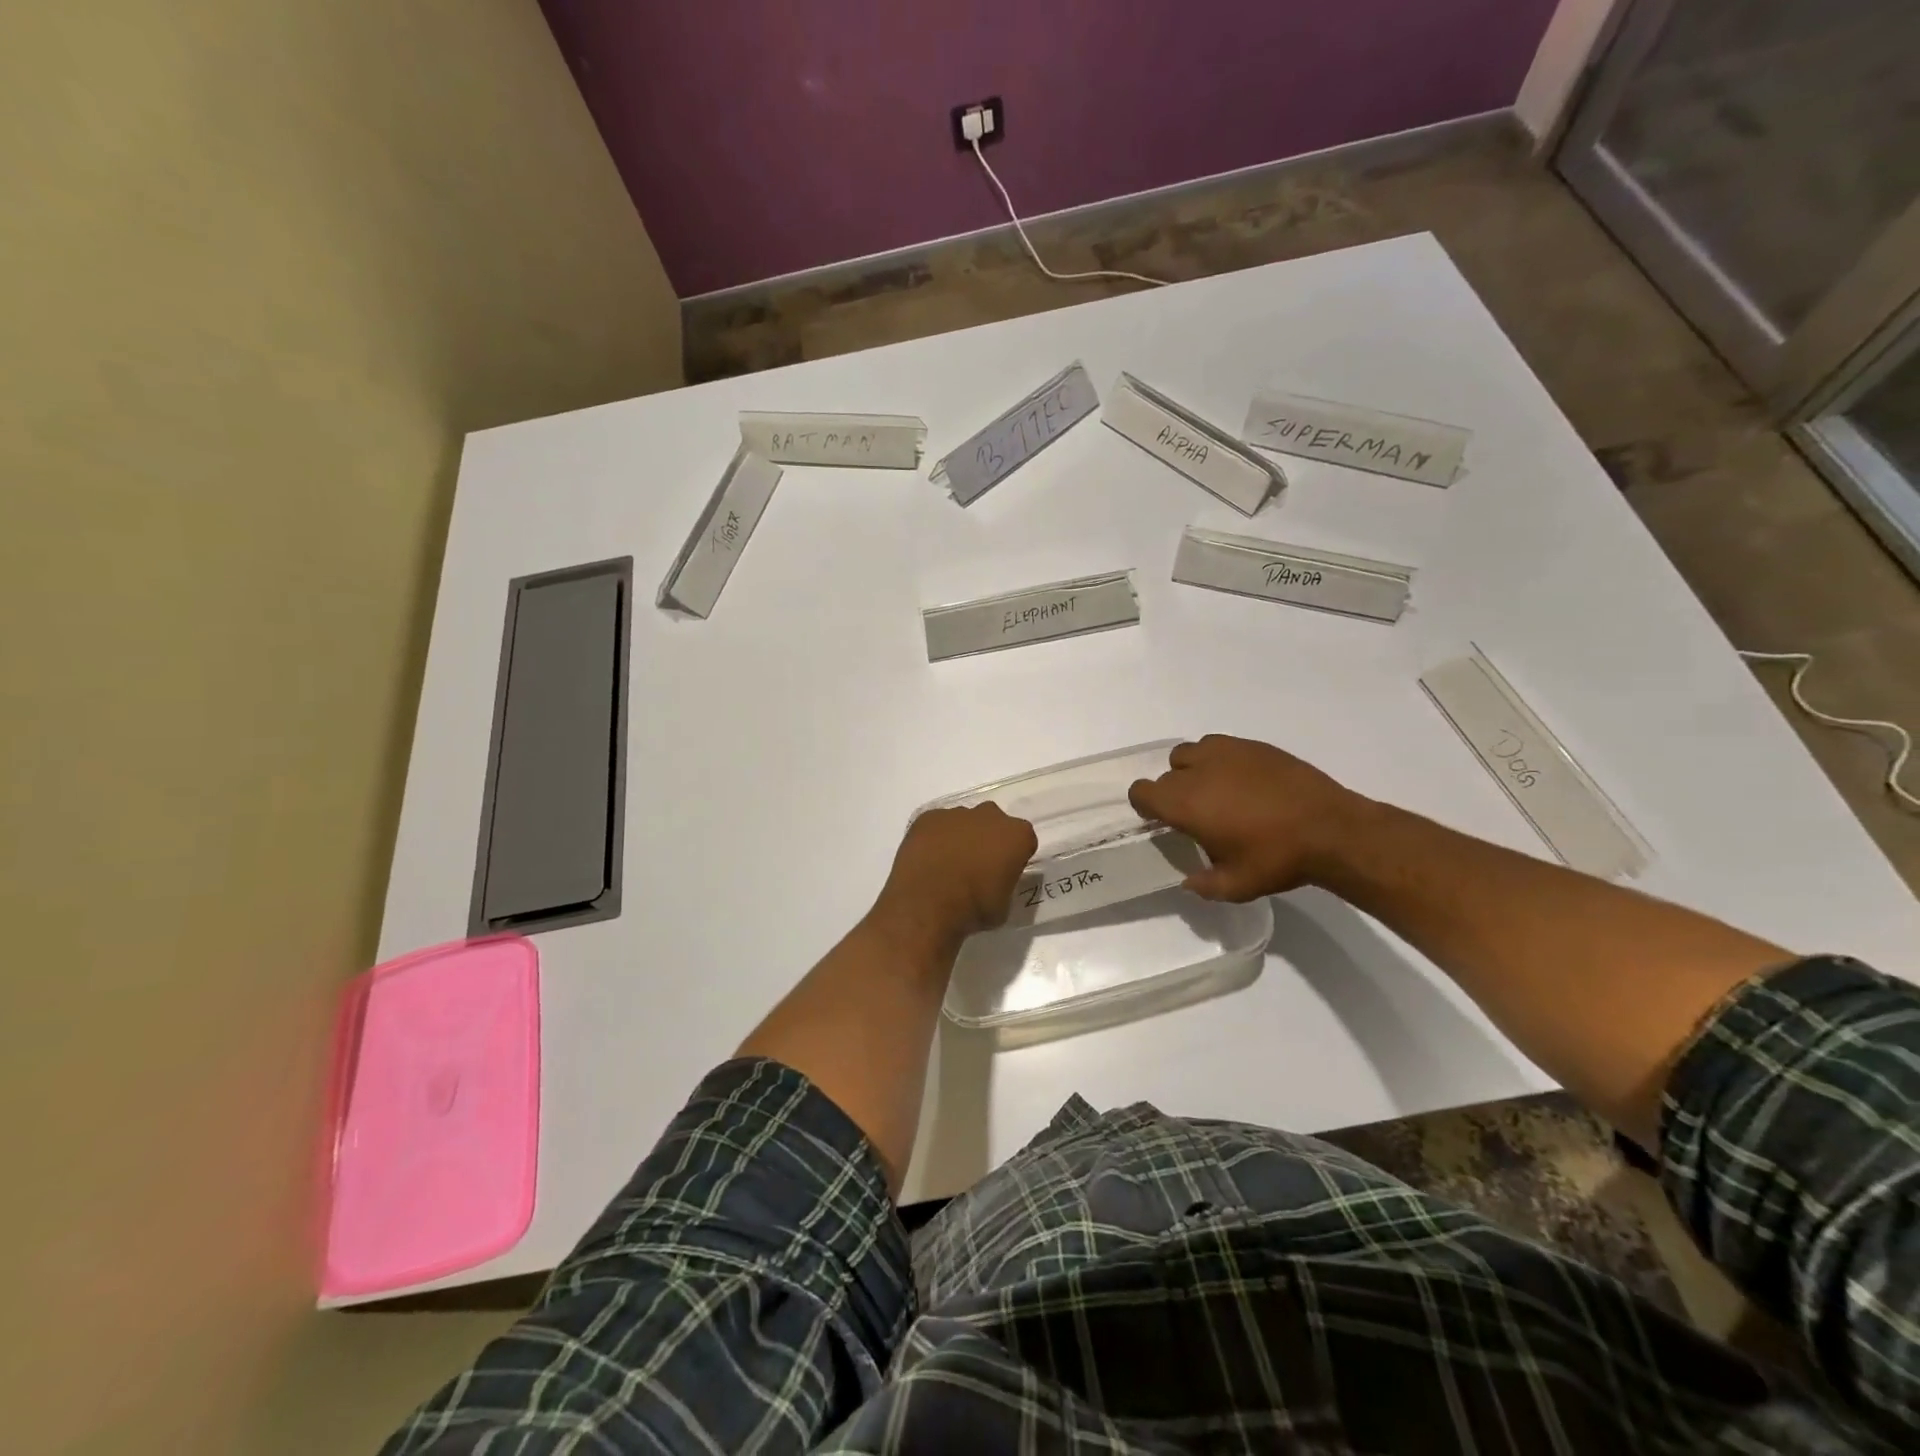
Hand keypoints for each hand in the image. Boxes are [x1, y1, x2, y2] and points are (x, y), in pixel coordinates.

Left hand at [872, 804, 1037, 948]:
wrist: (928, 903)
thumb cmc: (974, 907)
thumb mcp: (1004, 905)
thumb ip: (1004, 884)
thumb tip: (994, 883)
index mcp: (1017, 835)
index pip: (1023, 841)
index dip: (1013, 857)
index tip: (1003, 873)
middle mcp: (990, 816)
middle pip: (994, 823)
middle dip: (988, 839)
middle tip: (976, 866)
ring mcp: (957, 813)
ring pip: (963, 822)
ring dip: (960, 838)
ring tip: (947, 865)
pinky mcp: (928, 817)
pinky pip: (936, 825)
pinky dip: (934, 838)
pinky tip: (927, 860)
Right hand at [1128, 735, 1370, 900]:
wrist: (1330, 829)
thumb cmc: (1276, 859)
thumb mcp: (1236, 886)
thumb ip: (1204, 885)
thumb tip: (1189, 881)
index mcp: (1185, 804)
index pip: (1141, 791)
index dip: (1146, 805)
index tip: (1162, 820)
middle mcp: (1197, 771)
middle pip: (1166, 774)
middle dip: (1173, 792)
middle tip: (1198, 814)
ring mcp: (1226, 753)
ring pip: (1189, 753)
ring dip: (1192, 769)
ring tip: (1216, 790)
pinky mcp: (1252, 745)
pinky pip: (1219, 745)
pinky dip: (1220, 760)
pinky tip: (1243, 781)